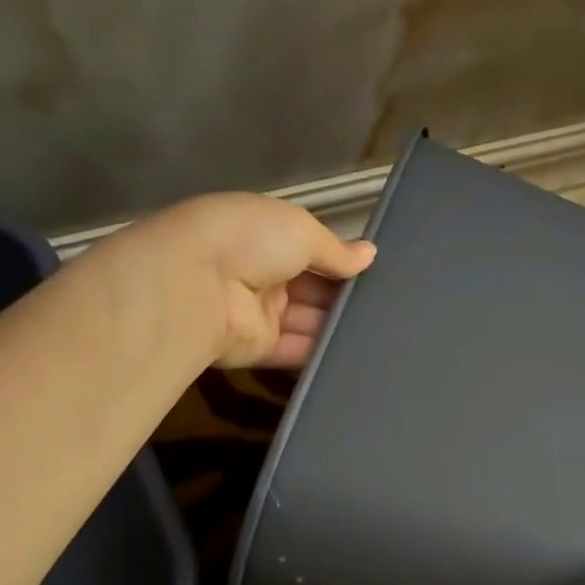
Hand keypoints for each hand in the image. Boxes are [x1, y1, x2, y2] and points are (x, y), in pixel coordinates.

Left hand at [102, 193, 375, 368]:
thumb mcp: (301, 229)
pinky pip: (296, 351)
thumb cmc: (251, 240)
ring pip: (308, 321)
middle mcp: (261, 272)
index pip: (311, 248)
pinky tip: (358, 355)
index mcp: (266, 234)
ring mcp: (258, 312)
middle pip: (312, 287)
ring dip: (338, 324)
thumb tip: (369, 254)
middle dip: (344, 294)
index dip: (341, 259)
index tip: (375, 271)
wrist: (196, 284)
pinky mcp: (257, 349)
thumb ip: (337, 249)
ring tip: (384, 332)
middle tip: (388, 306)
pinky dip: (323, 353)